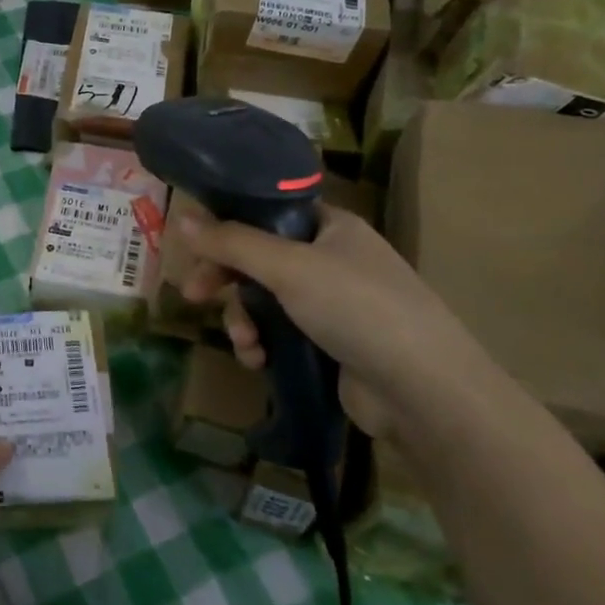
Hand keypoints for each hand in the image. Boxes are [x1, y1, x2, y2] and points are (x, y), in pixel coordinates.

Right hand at [178, 201, 499, 439]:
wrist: (422, 391)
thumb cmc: (357, 308)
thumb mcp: (288, 266)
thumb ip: (232, 242)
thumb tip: (182, 217)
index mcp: (331, 227)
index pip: (268, 213)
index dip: (228, 227)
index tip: (195, 248)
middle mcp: (332, 260)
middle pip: (260, 259)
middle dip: (226, 280)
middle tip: (193, 296)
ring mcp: (333, 305)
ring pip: (265, 301)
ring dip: (243, 320)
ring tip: (245, 343)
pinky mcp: (330, 345)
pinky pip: (280, 334)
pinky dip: (263, 345)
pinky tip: (258, 361)